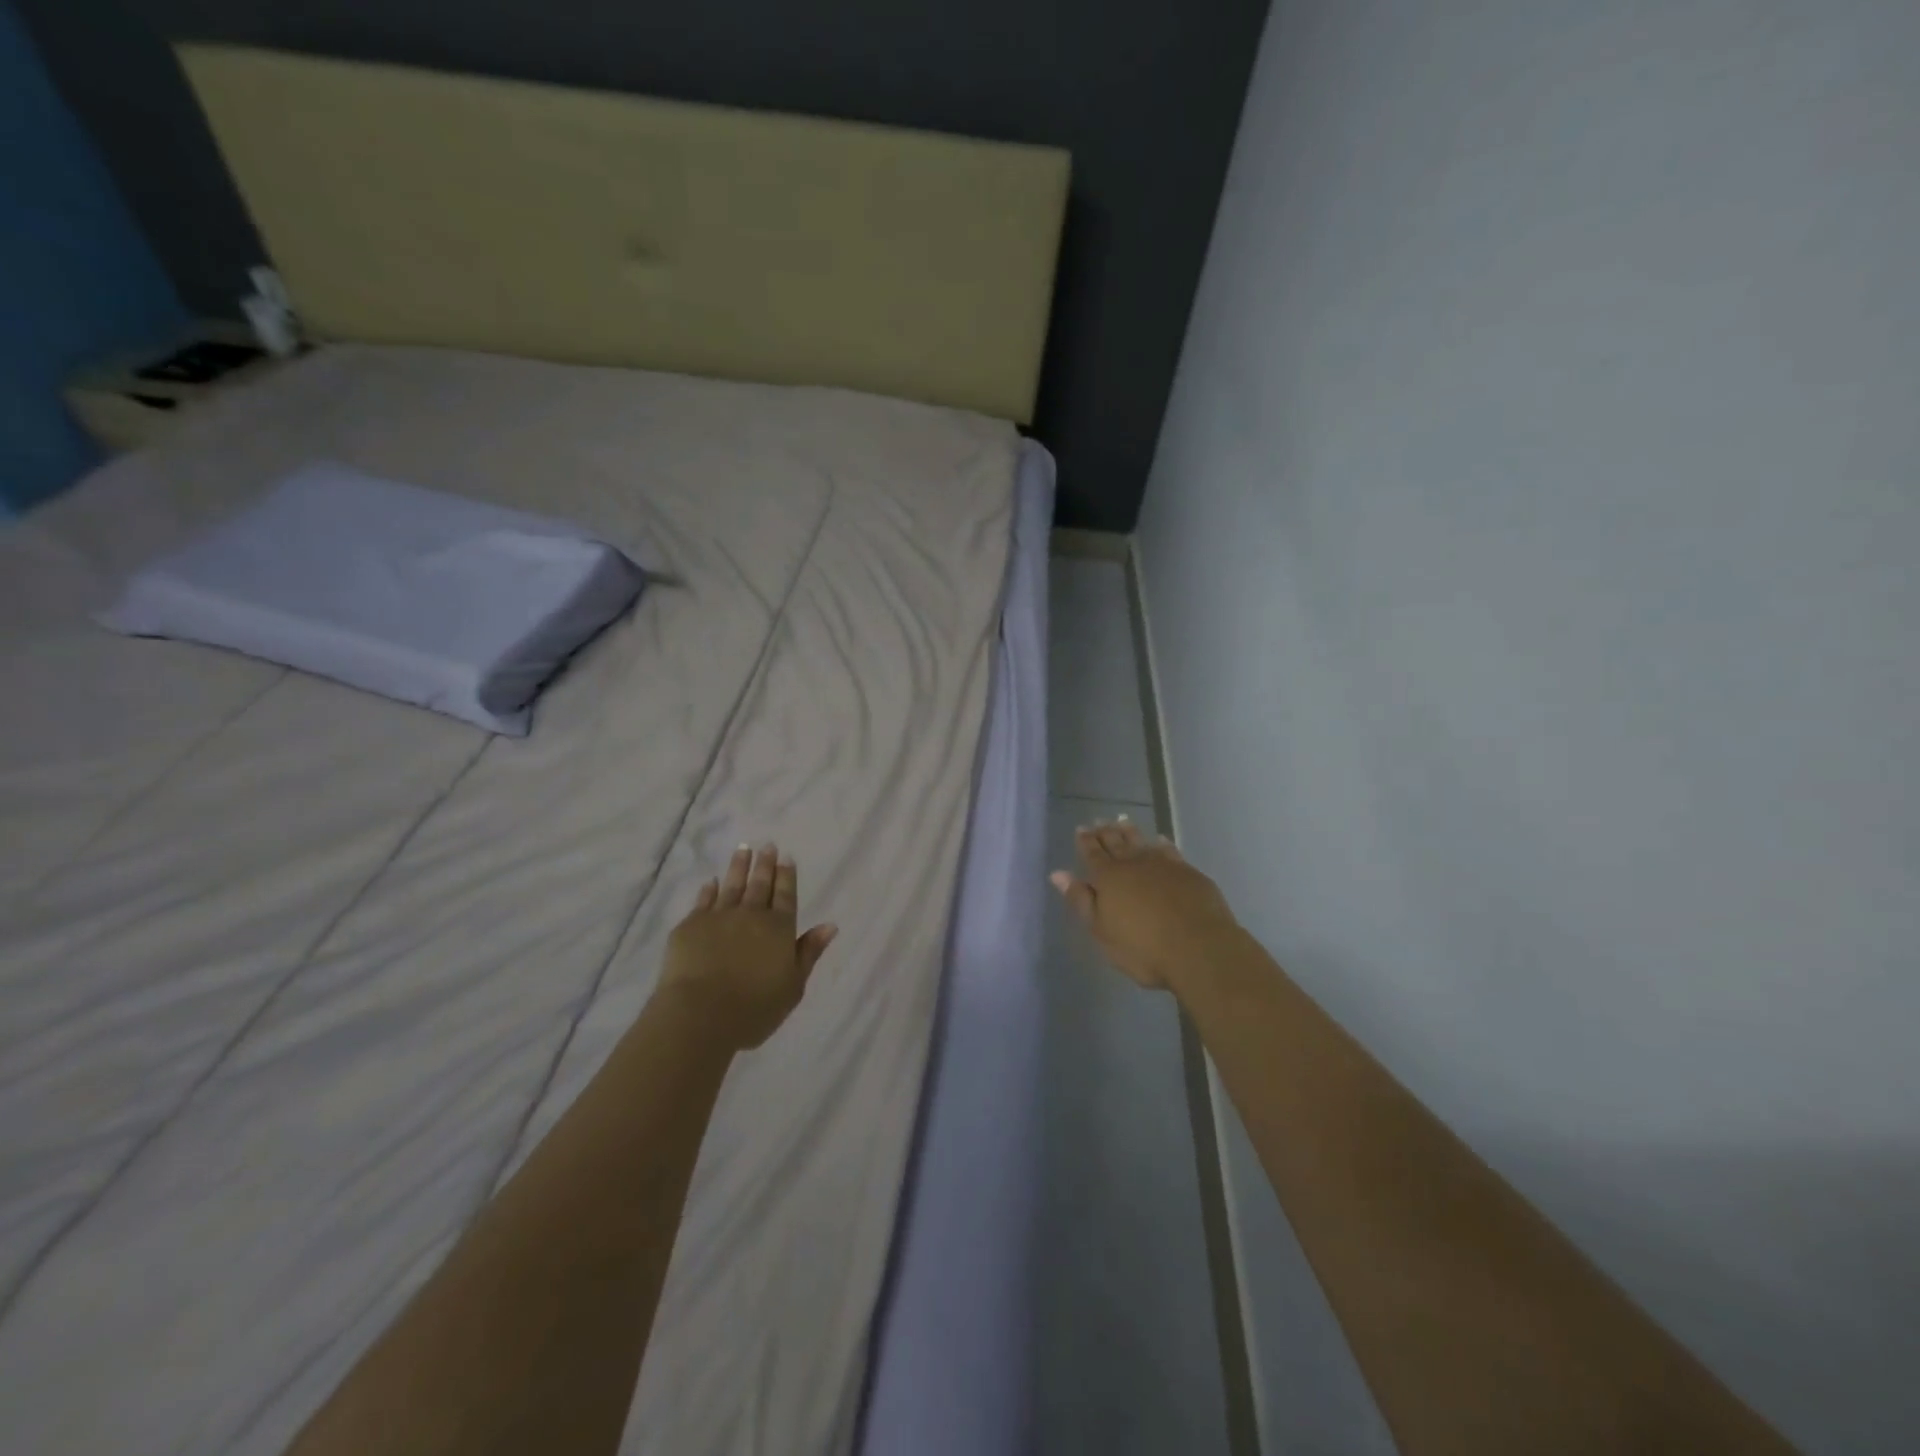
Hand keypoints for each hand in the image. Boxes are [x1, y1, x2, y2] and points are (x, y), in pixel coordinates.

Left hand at [660, 843, 837, 1050]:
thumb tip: (830, 925)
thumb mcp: (793, 986)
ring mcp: (719, 917)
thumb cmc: (754, 1008)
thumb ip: (809, 952)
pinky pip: (703, 901)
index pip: (786, 895)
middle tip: (767, 845)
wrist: (700, 1014)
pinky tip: (711, 881)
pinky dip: (709, 890)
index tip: (786, 857)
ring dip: (738, 866)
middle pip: (760, 884)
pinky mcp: (691, 926)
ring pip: (732, 885)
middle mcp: (751, 915)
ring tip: (743, 849)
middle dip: (765, 864)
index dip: (787, 876)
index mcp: (779, 928)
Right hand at [1051, 817, 1239, 992]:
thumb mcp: (1102, 931)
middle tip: (1099, 821)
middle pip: (1116, 842)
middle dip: (1105, 832)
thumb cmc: (1143, 948)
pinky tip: (1159, 840)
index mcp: (1108, 878)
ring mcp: (1163, 865)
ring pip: (1141, 841)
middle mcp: (1133, 863)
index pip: (1092, 853)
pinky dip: (1161, 843)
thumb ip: (1081, 900)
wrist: (1199, 949)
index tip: (1080, 829)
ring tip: (1122, 821)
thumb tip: (1058, 874)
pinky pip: (1169, 850)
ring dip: (1130, 831)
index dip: (1085, 841)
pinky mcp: (1188, 872)